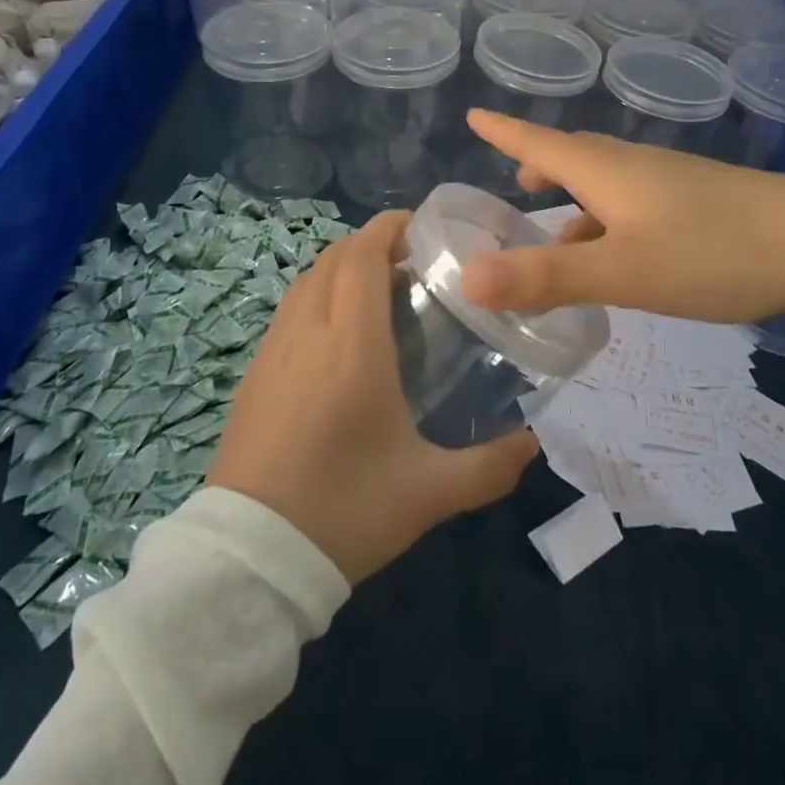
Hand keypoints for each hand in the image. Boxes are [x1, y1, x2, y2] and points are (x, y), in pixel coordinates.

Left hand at [208, 210, 540, 584]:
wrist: (250, 558)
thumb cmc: (345, 512)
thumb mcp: (429, 493)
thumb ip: (490, 467)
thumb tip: (534, 444)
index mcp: (353, 347)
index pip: (363, 256)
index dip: (390, 227)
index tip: (421, 226)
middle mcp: (309, 333)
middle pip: (335, 258)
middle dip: (371, 243)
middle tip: (412, 259)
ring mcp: (273, 350)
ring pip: (307, 279)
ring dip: (341, 266)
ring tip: (379, 288)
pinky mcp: (254, 372)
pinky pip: (289, 309)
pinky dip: (316, 294)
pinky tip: (337, 332)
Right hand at [458, 110, 784, 346]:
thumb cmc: (711, 252)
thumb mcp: (622, 271)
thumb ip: (547, 278)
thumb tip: (467, 280)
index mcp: (606, 171)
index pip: (539, 144)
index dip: (505, 133)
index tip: (474, 116)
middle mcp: (634, 166)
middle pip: (575, 157)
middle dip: (541, 166)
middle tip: (518, 184)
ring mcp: (672, 183)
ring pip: (608, 183)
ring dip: (577, 200)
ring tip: (561, 238)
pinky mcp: (700, 203)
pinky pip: (636, 203)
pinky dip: (611, 221)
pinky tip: (623, 256)